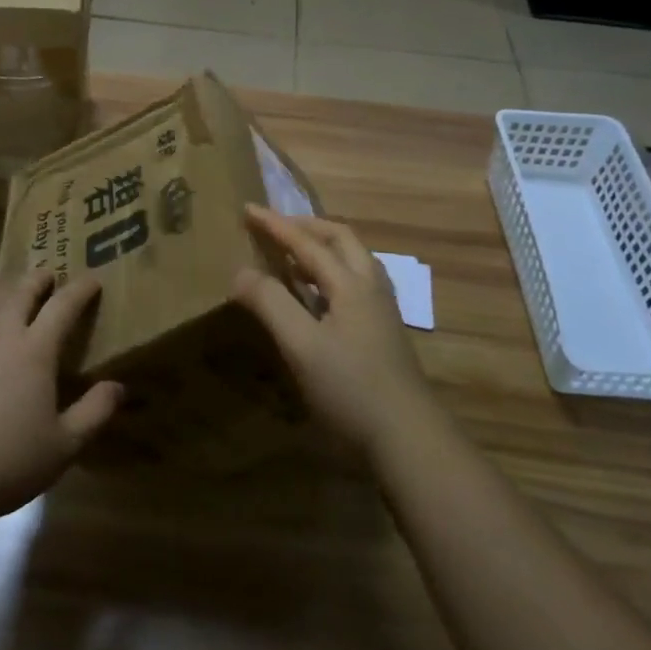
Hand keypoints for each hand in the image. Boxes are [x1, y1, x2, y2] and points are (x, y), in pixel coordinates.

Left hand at [0, 271, 122, 523]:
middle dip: (38, 280)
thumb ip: (95, 412)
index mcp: (35, 350)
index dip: (80, 290)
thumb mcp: (65, 445)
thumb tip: (118, 386)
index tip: (93, 279)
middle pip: (20, 294)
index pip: (62, 306)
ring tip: (16, 296)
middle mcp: (0, 338)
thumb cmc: (9, 461)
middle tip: (49, 274)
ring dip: (8, 295)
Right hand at [234, 206, 439, 460]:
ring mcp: (382, 310)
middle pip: (340, 239)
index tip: (247, 209)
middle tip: (274, 228)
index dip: (275, 225)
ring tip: (292, 258)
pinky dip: (330, 274)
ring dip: (321, 249)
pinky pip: (355, 283)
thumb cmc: (351, 389)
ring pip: (352, 261)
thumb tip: (240, 271)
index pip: (308, 242)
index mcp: (351, 284)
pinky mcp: (384, 332)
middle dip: (305, 227)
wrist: (410, 440)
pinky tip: (317, 298)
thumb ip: (270, 303)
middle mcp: (371, 287)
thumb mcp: (302, 346)